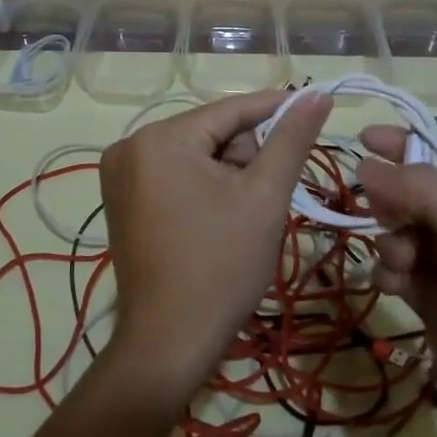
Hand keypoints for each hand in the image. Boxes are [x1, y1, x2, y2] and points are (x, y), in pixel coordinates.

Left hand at [98, 90, 332, 402]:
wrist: (169, 342)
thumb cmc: (221, 266)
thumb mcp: (264, 197)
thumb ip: (291, 139)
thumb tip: (317, 94)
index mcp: (159, 138)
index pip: (229, 111)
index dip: (275, 108)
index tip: (314, 103)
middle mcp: (129, 146)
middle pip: (210, 134)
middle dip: (245, 158)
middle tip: (266, 196)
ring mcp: (119, 175)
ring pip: (194, 155)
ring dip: (227, 174)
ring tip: (243, 215)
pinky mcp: (121, 200)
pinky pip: (174, 175)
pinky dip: (203, 187)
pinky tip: (218, 219)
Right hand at [355, 128, 436, 436]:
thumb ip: (421, 190)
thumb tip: (367, 163)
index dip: (406, 145)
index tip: (361, 139)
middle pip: (420, 195)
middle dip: (396, 200)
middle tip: (384, 214)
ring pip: (406, 234)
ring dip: (392, 240)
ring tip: (401, 263)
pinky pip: (402, 274)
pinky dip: (391, 273)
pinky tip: (392, 286)